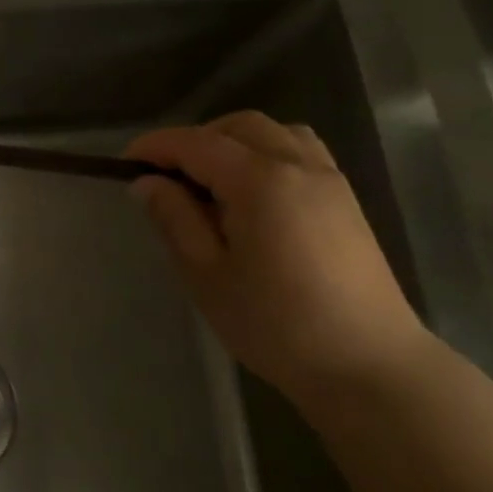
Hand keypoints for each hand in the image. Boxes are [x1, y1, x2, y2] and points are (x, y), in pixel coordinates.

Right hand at [127, 112, 432, 402]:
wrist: (368, 365)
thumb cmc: (276, 324)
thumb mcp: (207, 274)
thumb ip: (175, 218)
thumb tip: (146, 182)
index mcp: (260, 181)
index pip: (196, 143)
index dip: (156, 147)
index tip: (124, 162)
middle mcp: (298, 165)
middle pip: (238, 126)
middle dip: (195, 140)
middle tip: (165, 177)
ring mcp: (329, 179)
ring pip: (273, 132)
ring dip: (233, 142)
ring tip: (209, 181)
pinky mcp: (345, 200)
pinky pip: (300, 151)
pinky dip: (266, 153)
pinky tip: (252, 193)